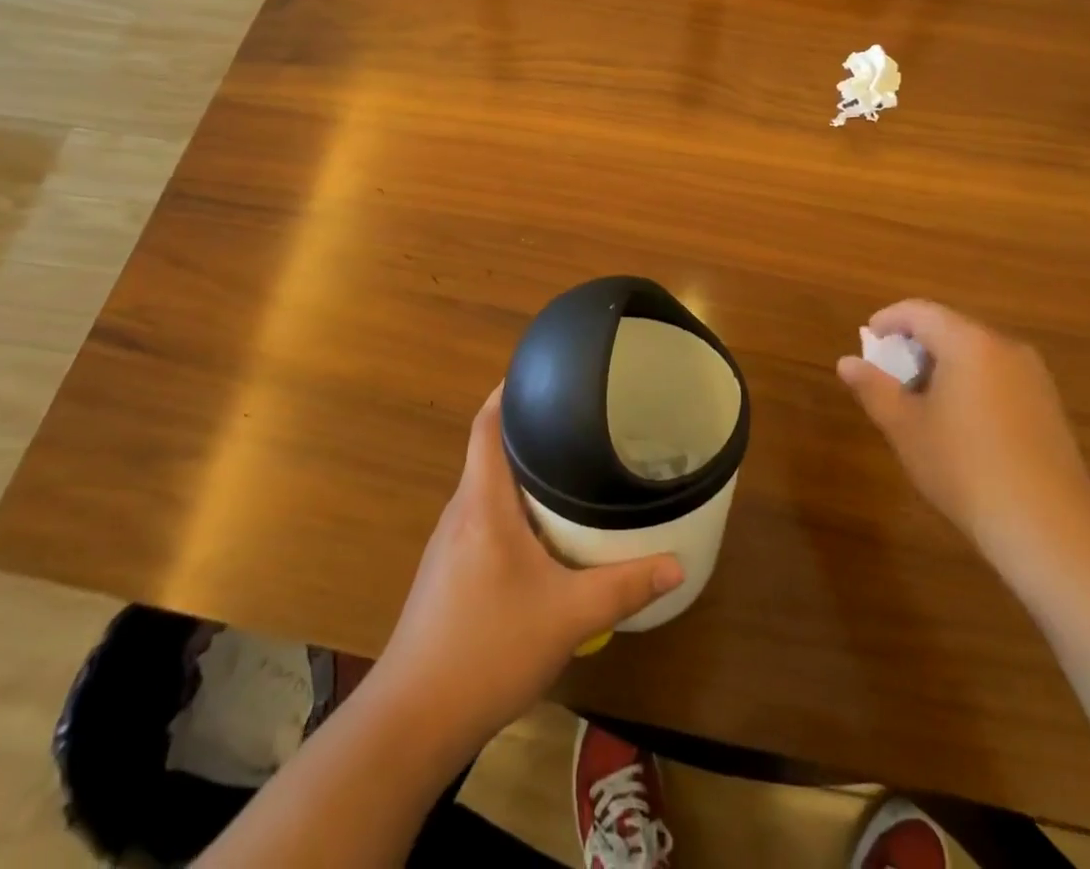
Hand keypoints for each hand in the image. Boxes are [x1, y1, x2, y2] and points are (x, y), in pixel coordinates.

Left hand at [376, 387, 684, 748]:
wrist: (413, 719)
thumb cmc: (487, 648)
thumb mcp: (568, 616)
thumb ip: (624, 587)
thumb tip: (677, 565)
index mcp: (482, 502)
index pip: (486, 425)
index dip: (508, 391)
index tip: (541, 371)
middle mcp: (461, 511)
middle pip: (490, 451)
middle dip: (528, 431)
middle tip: (576, 420)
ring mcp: (450, 543)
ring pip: (487, 488)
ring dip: (521, 473)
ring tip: (567, 467)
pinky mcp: (447, 572)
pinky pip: (483, 518)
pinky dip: (512, 508)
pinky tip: (541, 531)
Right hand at [837, 300, 1089, 563]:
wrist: (1049, 527)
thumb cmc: (964, 468)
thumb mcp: (905, 427)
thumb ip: (873, 387)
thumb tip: (847, 362)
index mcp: (968, 342)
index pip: (918, 312)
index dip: (887, 321)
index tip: (867, 343)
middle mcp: (1004, 347)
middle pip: (949, 328)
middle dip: (914, 346)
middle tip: (888, 378)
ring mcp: (1032, 375)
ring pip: (974, 353)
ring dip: (941, 366)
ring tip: (919, 404)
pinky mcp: (1048, 404)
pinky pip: (997, 375)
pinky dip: (969, 383)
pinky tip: (959, 424)